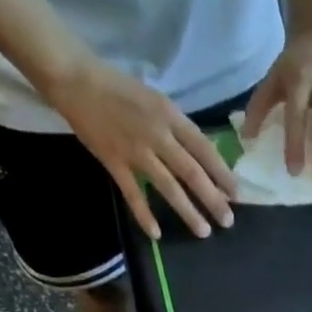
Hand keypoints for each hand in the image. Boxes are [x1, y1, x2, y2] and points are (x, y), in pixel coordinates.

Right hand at [44, 57, 235, 240]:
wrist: (75, 78)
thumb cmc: (120, 88)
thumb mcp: (157, 101)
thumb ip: (178, 128)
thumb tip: (203, 157)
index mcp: (170, 116)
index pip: (205, 150)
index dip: (222, 174)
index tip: (236, 194)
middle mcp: (157, 135)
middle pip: (192, 173)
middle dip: (213, 200)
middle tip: (228, 221)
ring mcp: (135, 150)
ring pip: (168, 187)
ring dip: (188, 212)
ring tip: (204, 231)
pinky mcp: (113, 161)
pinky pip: (133, 193)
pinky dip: (144, 214)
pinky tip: (156, 234)